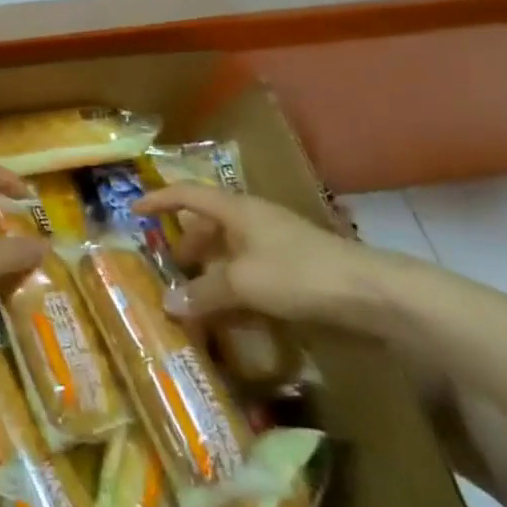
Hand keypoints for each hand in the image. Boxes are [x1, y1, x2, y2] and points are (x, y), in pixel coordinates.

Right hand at [134, 184, 396, 330]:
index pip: (187, 194)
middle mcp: (253, 220)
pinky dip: (234, 286)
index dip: (159, 200)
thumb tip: (167, 304)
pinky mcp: (295, 269)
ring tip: (194, 295)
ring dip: (210, 269)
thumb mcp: (242, 283)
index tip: (134, 211)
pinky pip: (251, 272)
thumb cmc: (298, 273)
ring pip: (231, 250)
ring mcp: (276, 244)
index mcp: (236, 209)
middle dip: (186, 242)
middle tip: (166, 267)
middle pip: (209, 223)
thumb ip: (204, 292)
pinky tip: (231, 312)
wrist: (371, 294)